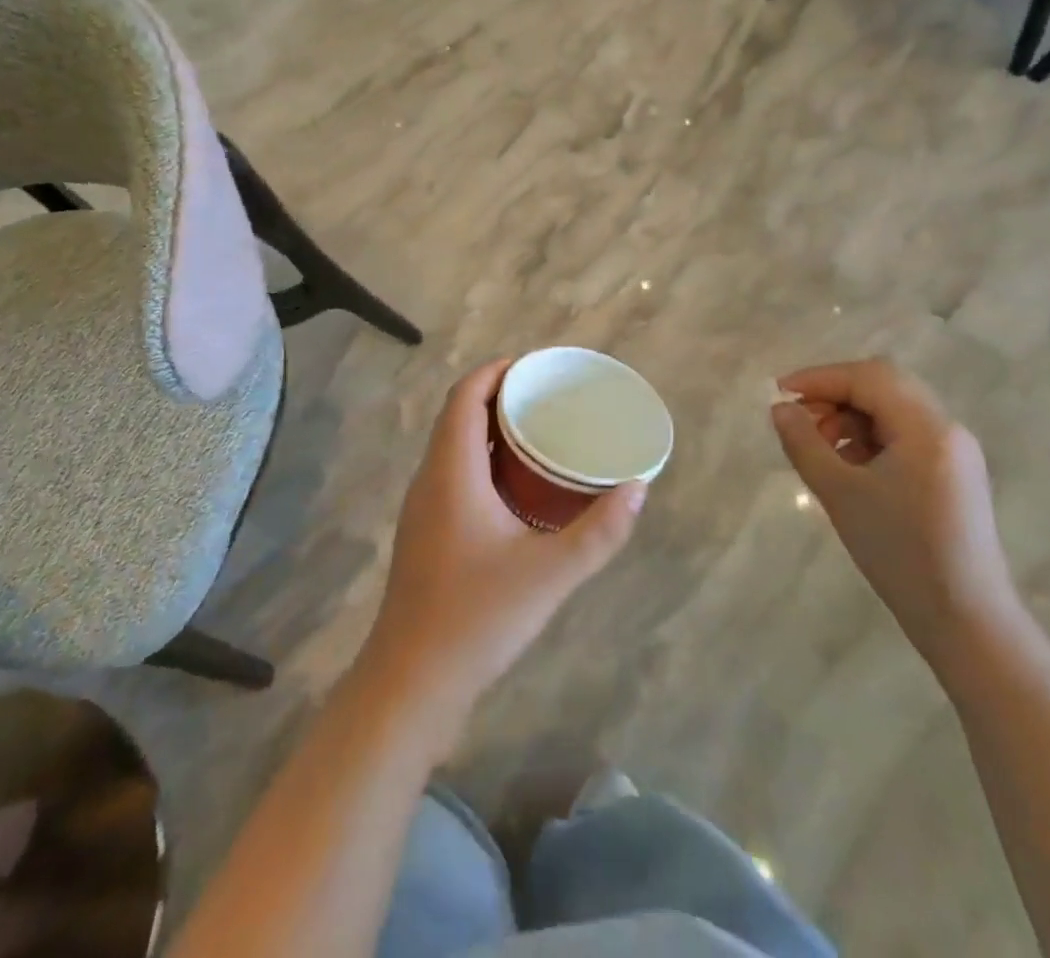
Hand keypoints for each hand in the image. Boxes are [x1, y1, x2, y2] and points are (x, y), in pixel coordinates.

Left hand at [357, 360, 645, 725]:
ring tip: (539, 432)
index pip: (465, 395)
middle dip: (499, 396)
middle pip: (458, 414)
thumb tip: (639, 488)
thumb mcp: (550, 574)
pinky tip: (517, 486)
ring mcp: (423, 507)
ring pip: (453, 446)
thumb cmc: (477, 618)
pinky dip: (483, 460)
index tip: (535, 367)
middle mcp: (430, 479)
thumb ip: (600, 531)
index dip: (496, 371)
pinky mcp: (425, 533)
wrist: (411, 683)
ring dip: (490, 429)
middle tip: (548, 398)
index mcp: (451, 471)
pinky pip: (453, 473)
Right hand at [770, 359, 1020, 672]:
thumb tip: (780, 408)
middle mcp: (947, 429)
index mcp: (927, 428)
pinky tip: (849, 467)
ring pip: (894, 408)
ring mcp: (955, 452)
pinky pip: (906, 434)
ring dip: (852, 416)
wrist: (966, 620)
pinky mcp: (953, 473)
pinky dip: (871, 436)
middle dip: (836, 394)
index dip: (820, 377)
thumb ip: (804, 443)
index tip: (781, 393)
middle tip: (800, 421)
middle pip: (884, 385)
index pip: (869, 377)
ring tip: (821, 448)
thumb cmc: (899, 553)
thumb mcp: (840, 494)